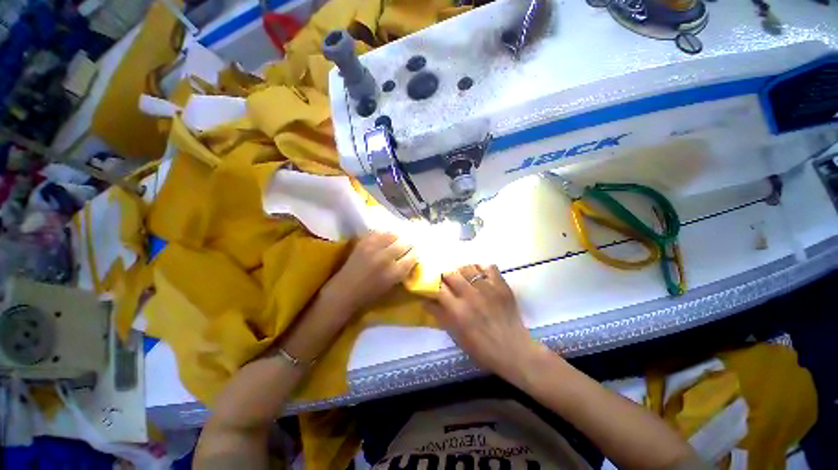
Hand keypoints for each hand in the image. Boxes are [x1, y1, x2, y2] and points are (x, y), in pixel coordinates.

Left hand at [325, 232, 417, 312]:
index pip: (412, 256)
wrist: (344, 292)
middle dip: (407, 245)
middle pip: (404, 243)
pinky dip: (383, 235)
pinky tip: (383, 239)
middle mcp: (386, 258)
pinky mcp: (363, 243)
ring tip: (395, 241)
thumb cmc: (369, 294)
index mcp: (394, 272)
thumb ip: (402, 270)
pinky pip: (378, 233)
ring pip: (392, 235)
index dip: (414, 254)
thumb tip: (410, 257)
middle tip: (406, 246)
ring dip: (396, 238)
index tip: (414, 253)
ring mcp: (373, 248)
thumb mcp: (391, 285)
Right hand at [427, 265, 543, 380]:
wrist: (513, 351)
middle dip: (445, 275)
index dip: (433, 284)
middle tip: (446, 280)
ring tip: (462, 276)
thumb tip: (425, 300)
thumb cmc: (481, 349)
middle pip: (451, 274)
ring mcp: (487, 288)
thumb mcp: (456, 335)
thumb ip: (440, 316)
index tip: (432, 284)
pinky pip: (488, 267)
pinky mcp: (501, 286)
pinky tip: (479, 274)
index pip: (438, 288)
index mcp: (457, 310)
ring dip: (461, 271)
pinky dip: (481, 268)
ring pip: (468, 268)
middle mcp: (470, 295)